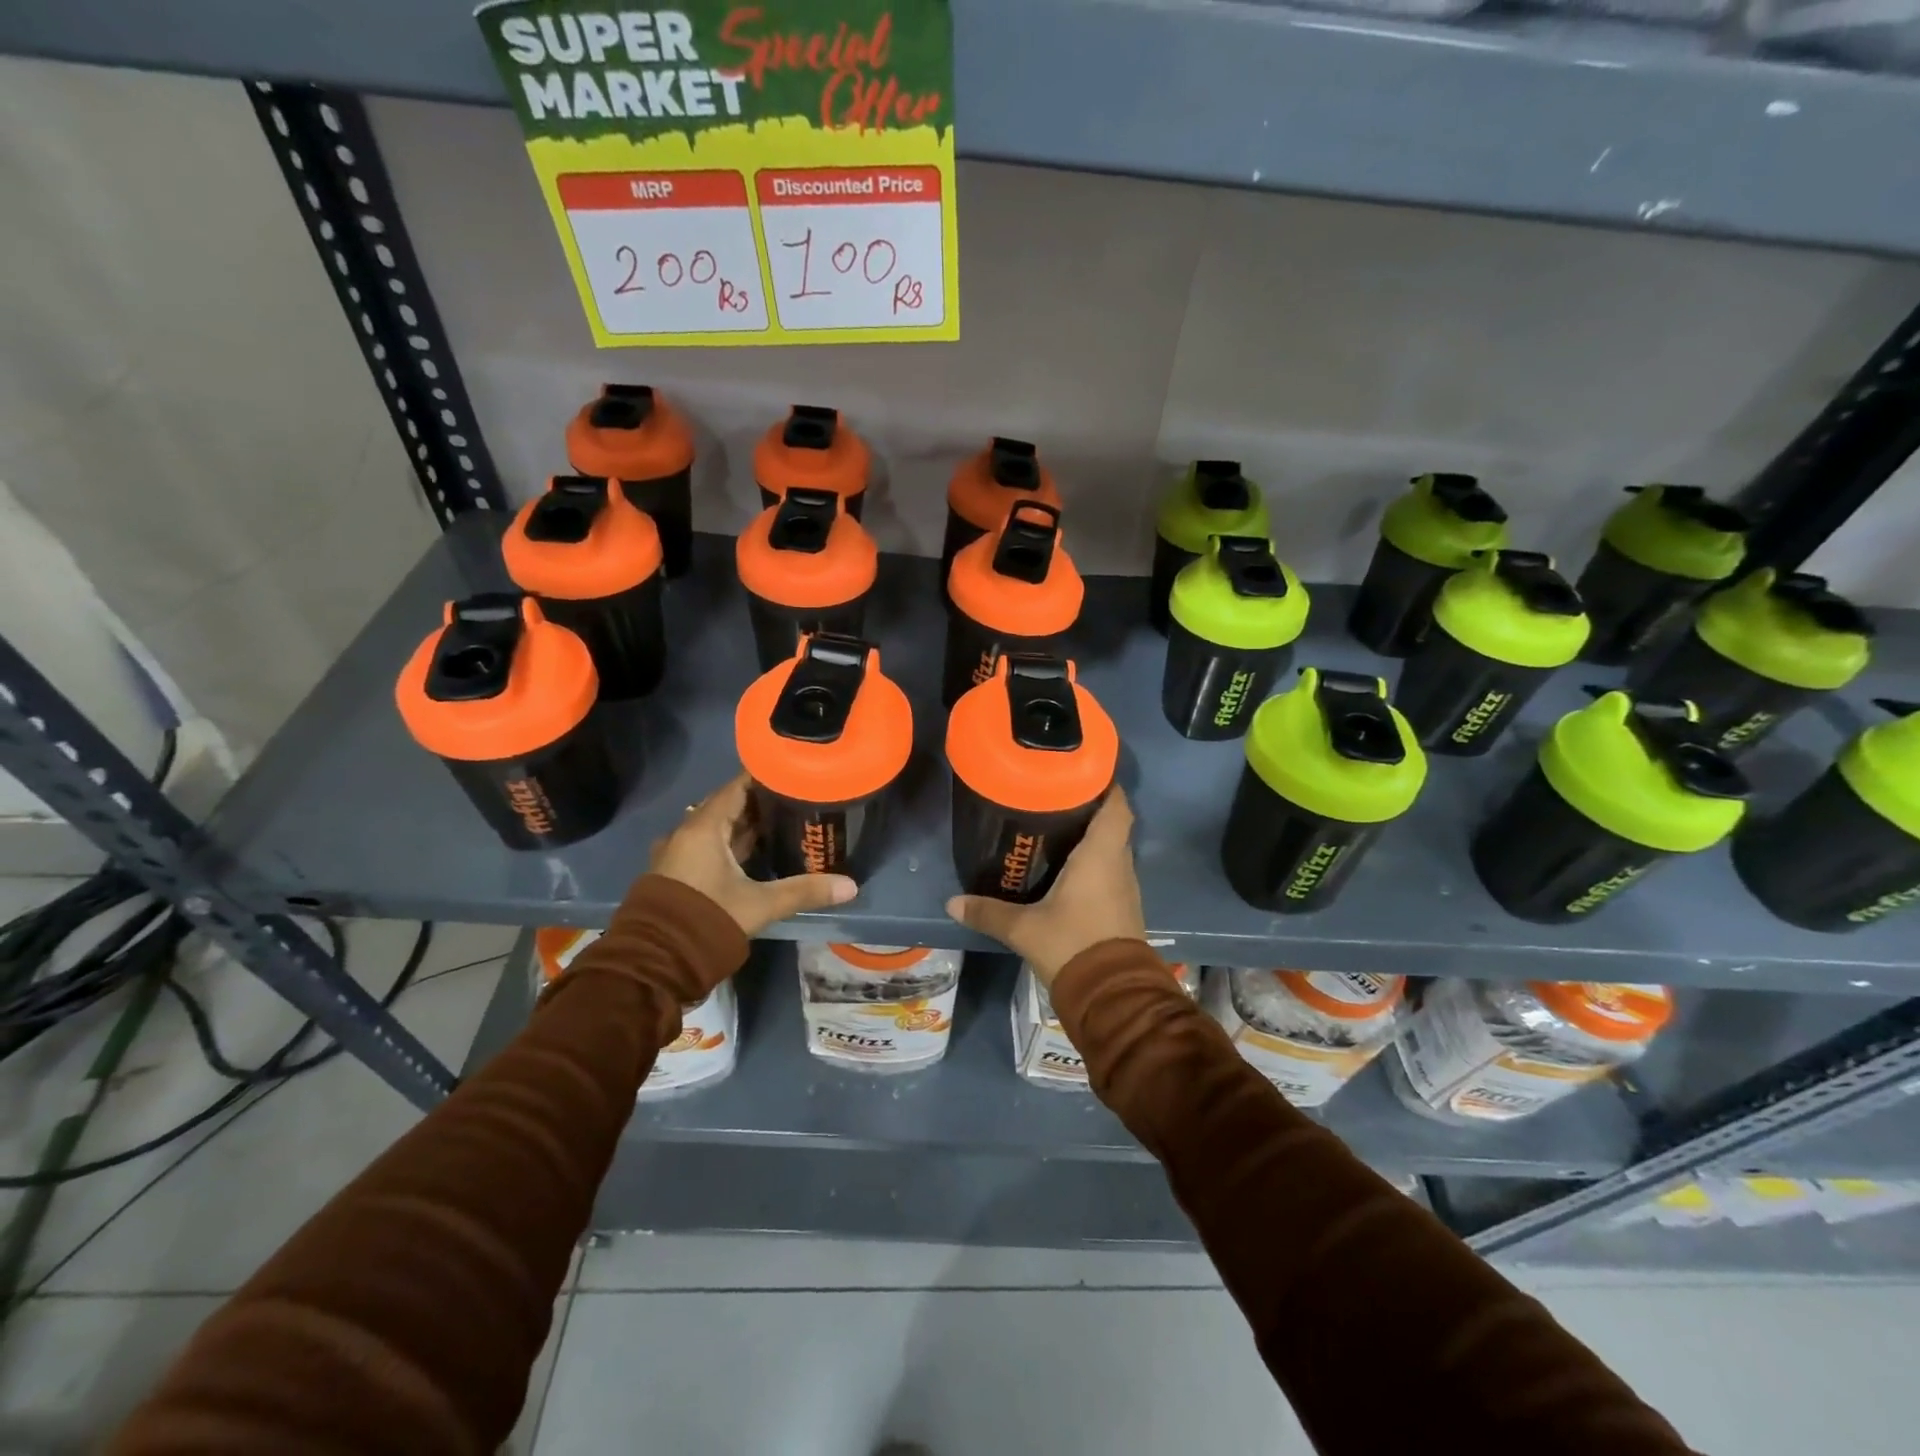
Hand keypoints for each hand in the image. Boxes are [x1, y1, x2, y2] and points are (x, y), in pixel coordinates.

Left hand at [651, 773, 856, 936]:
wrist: (655, 961)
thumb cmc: (707, 919)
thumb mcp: (760, 904)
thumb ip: (804, 891)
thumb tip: (851, 886)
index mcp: (703, 828)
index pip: (737, 787)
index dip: (765, 777)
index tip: (793, 772)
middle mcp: (686, 833)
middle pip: (728, 806)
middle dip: (760, 802)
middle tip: (796, 798)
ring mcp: (679, 854)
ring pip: (717, 828)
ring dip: (745, 825)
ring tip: (783, 822)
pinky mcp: (678, 873)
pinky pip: (708, 846)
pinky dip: (731, 844)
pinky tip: (755, 852)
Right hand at [945, 789, 1144, 986]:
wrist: (1112, 996)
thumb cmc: (1072, 945)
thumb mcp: (1024, 929)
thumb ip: (989, 912)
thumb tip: (952, 903)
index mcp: (1101, 855)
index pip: (1117, 805)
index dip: (1106, 785)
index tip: (1082, 773)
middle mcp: (1119, 865)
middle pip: (1112, 824)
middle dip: (1089, 809)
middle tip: (1054, 799)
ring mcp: (1125, 888)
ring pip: (1112, 850)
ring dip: (1092, 838)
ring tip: (1056, 828)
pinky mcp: (1123, 909)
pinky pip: (1110, 873)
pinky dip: (1094, 864)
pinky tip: (1066, 870)